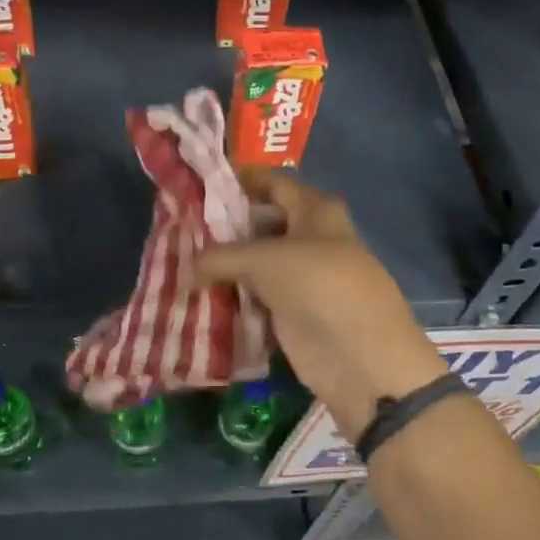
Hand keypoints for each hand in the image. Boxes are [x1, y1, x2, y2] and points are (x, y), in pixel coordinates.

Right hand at [193, 169, 444, 437]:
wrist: (360, 357)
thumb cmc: (318, 285)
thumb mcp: (263, 259)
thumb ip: (219, 257)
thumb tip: (185, 269)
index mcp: (315, 210)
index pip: (271, 184)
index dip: (238, 182)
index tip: (197, 185)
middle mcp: (310, 238)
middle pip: (260, 225)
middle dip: (223, 228)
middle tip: (180, 228)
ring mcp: (302, 278)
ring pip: (255, 264)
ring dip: (224, 267)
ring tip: (179, 261)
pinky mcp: (293, 313)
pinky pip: (255, 298)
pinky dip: (232, 298)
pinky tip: (198, 296)